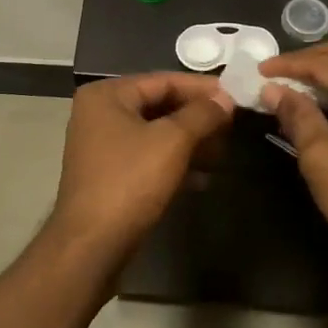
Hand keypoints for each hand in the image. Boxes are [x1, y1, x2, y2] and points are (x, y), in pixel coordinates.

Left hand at [48, 73, 234, 262]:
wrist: (91, 247)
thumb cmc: (130, 182)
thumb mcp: (172, 141)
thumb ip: (202, 114)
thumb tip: (225, 99)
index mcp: (107, 95)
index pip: (163, 80)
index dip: (202, 88)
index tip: (236, 95)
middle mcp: (100, 114)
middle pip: (160, 106)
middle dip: (198, 118)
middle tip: (233, 126)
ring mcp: (103, 147)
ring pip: (157, 134)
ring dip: (191, 142)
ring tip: (223, 153)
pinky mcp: (110, 176)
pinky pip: (149, 158)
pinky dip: (175, 163)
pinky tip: (203, 178)